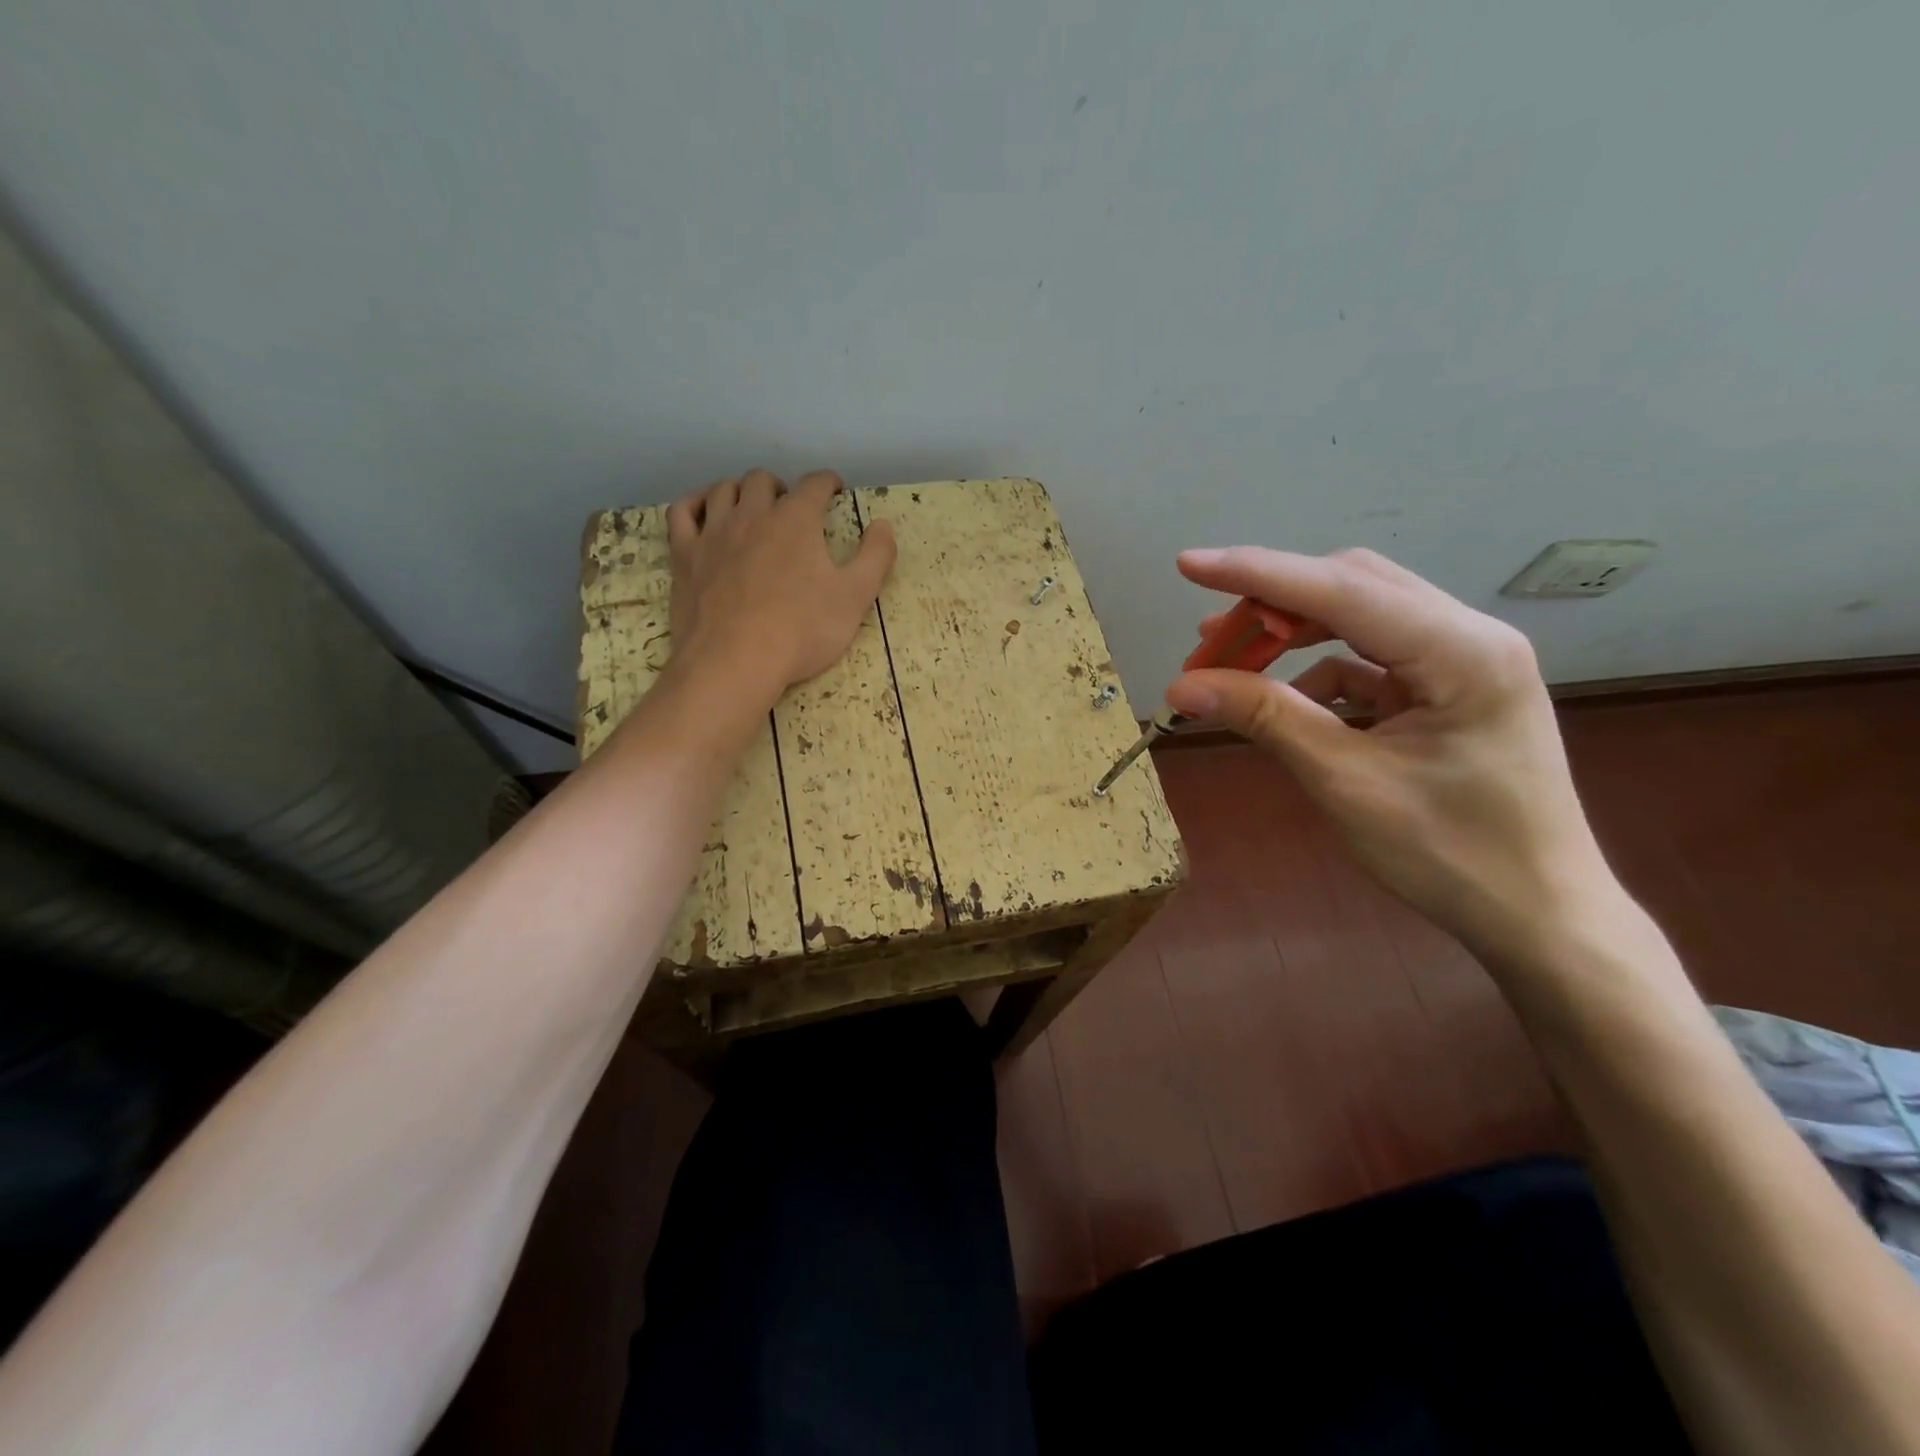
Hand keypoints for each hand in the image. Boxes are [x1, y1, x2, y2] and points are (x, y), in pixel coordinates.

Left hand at [665, 469, 895, 711]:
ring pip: (723, 490)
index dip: (828, 484)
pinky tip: (704, 513)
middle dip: (781, 488)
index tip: (834, 491)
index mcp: (796, 519)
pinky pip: (682, 512)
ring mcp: (713, 532)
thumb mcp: (855, 597)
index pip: (815, 484)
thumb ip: (875, 557)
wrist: (735, 661)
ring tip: (751, 509)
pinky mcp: (685, 555)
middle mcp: (752, 514)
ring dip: (741, 492)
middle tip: (791, 508)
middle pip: (763, 481)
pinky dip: (695, 504)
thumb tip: (884, 525)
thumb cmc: (802, 630)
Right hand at [1165, 547, 1614, 963]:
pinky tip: (1284, 700)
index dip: (1257, 574)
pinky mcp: (1446, 690)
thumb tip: (1180, 685)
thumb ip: (1266, 718)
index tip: (1188, 565)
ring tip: (1229, 659)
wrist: (1539, 917)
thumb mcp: (1346, 782)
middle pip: (1354, 586)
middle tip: (1207, 637)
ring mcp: (1461, 662)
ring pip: (1360, 617)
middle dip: (1272, 603)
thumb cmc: (1451, 855)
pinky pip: (1369, 659)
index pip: (1342, 590)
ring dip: (1291, 634)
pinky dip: (1317, 671)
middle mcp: (1468, 637)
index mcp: (1462, 652)